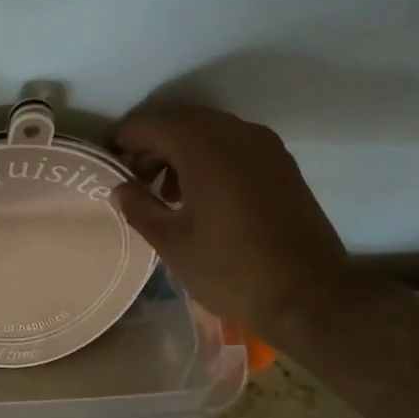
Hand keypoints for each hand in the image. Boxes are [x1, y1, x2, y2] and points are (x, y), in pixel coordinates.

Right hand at [112, 104, 360, 343]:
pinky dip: (208, 157)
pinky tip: (200, 195)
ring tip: (165, 192)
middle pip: (181, 120)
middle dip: (152, 143)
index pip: (152, 124)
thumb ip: (139, 207)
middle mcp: (236, 133)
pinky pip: (233, 144)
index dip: (124, 140)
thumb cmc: (231, 270)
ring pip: (209, 130)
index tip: (108, 163)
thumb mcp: (171, 243)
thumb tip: (119, 188)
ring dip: (180, 150)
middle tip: (133, 179)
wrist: (310, 297)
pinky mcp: (282, 164)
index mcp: (204, 148)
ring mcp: (264, 146)